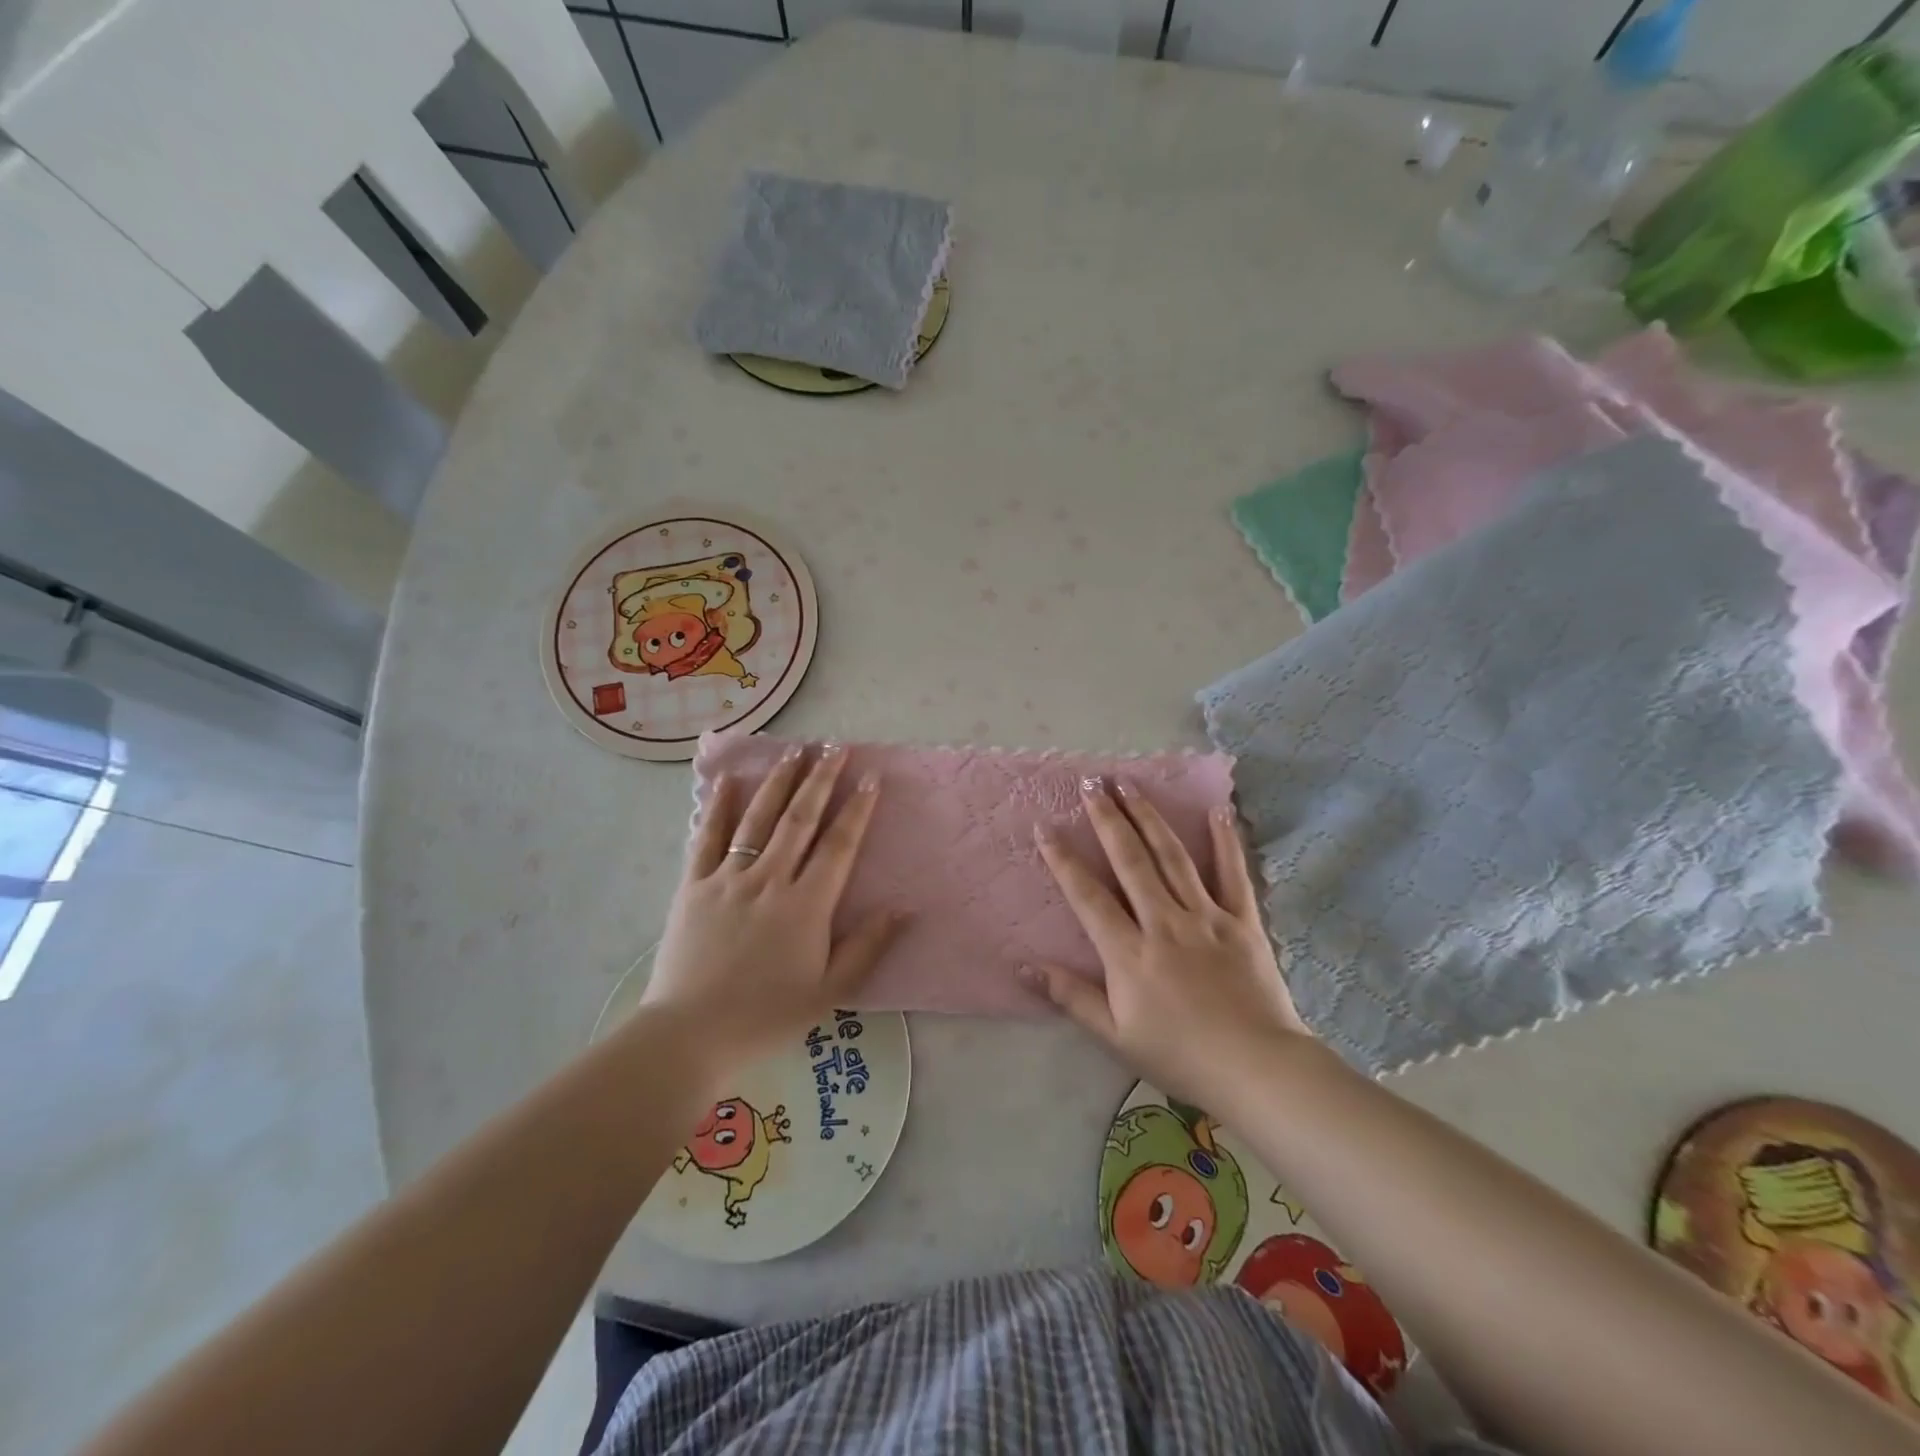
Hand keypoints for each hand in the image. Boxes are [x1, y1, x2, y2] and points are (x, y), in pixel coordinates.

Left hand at [640, 744, 900, 1072]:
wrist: (690, 1035)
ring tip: (795, 750)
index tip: (869, 777)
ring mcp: (728, 879)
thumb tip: (904, 908)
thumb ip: (868, 947)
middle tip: (835, 746)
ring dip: (779, 782)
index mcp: (806, 905)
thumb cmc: (766, 1016)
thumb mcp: (830, 992)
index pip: (839, 844)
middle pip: (800, 819)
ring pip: (758, 819)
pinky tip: (729, 780)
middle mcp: (770, 880)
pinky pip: (707, 838)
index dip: (857, 809)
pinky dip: (718, 807)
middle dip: (820, 778)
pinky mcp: (693, 886)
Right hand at [1026, 780, 1310, 1105]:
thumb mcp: (1115, 1035)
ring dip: (1148, 817)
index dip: (1063, 859)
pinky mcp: (1243, 921)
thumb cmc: (1180, 1055)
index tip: (1045, 826)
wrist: (1257, 1069)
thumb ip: (1070, 996)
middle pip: (1130, 860)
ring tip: (1130, 784)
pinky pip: (1233, 873)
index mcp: (1129, 952)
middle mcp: (1164, 922)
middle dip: (1107, 818)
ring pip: (1171, 856)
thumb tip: (1023, 966)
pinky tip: (1217, 810)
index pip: (1088, 895)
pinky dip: (1225, 841)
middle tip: (1091, 783)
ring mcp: (1206, 917)